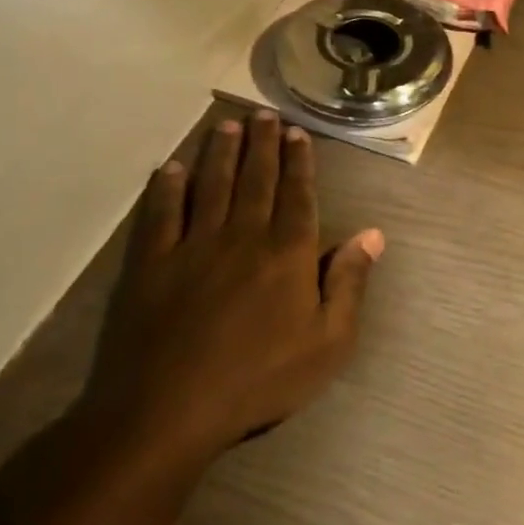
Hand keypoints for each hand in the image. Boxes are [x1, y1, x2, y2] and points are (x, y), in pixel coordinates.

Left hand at [0, 112, 381, 524]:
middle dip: (262, 144)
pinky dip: (166, 188)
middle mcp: (243, 236)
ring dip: (220, 152)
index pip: (297, 195)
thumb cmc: (259, 379)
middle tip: (263, 113)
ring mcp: (193, 246)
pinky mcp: (151, 264)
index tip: (297, 133)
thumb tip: (372, 234)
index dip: (299, 162)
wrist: (168, 411)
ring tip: (227, 125)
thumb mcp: (328, 344)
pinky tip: (171, 168)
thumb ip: (350, 284)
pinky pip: (160, 214)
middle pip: (255, 180)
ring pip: (211, 186)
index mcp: (287, 254)